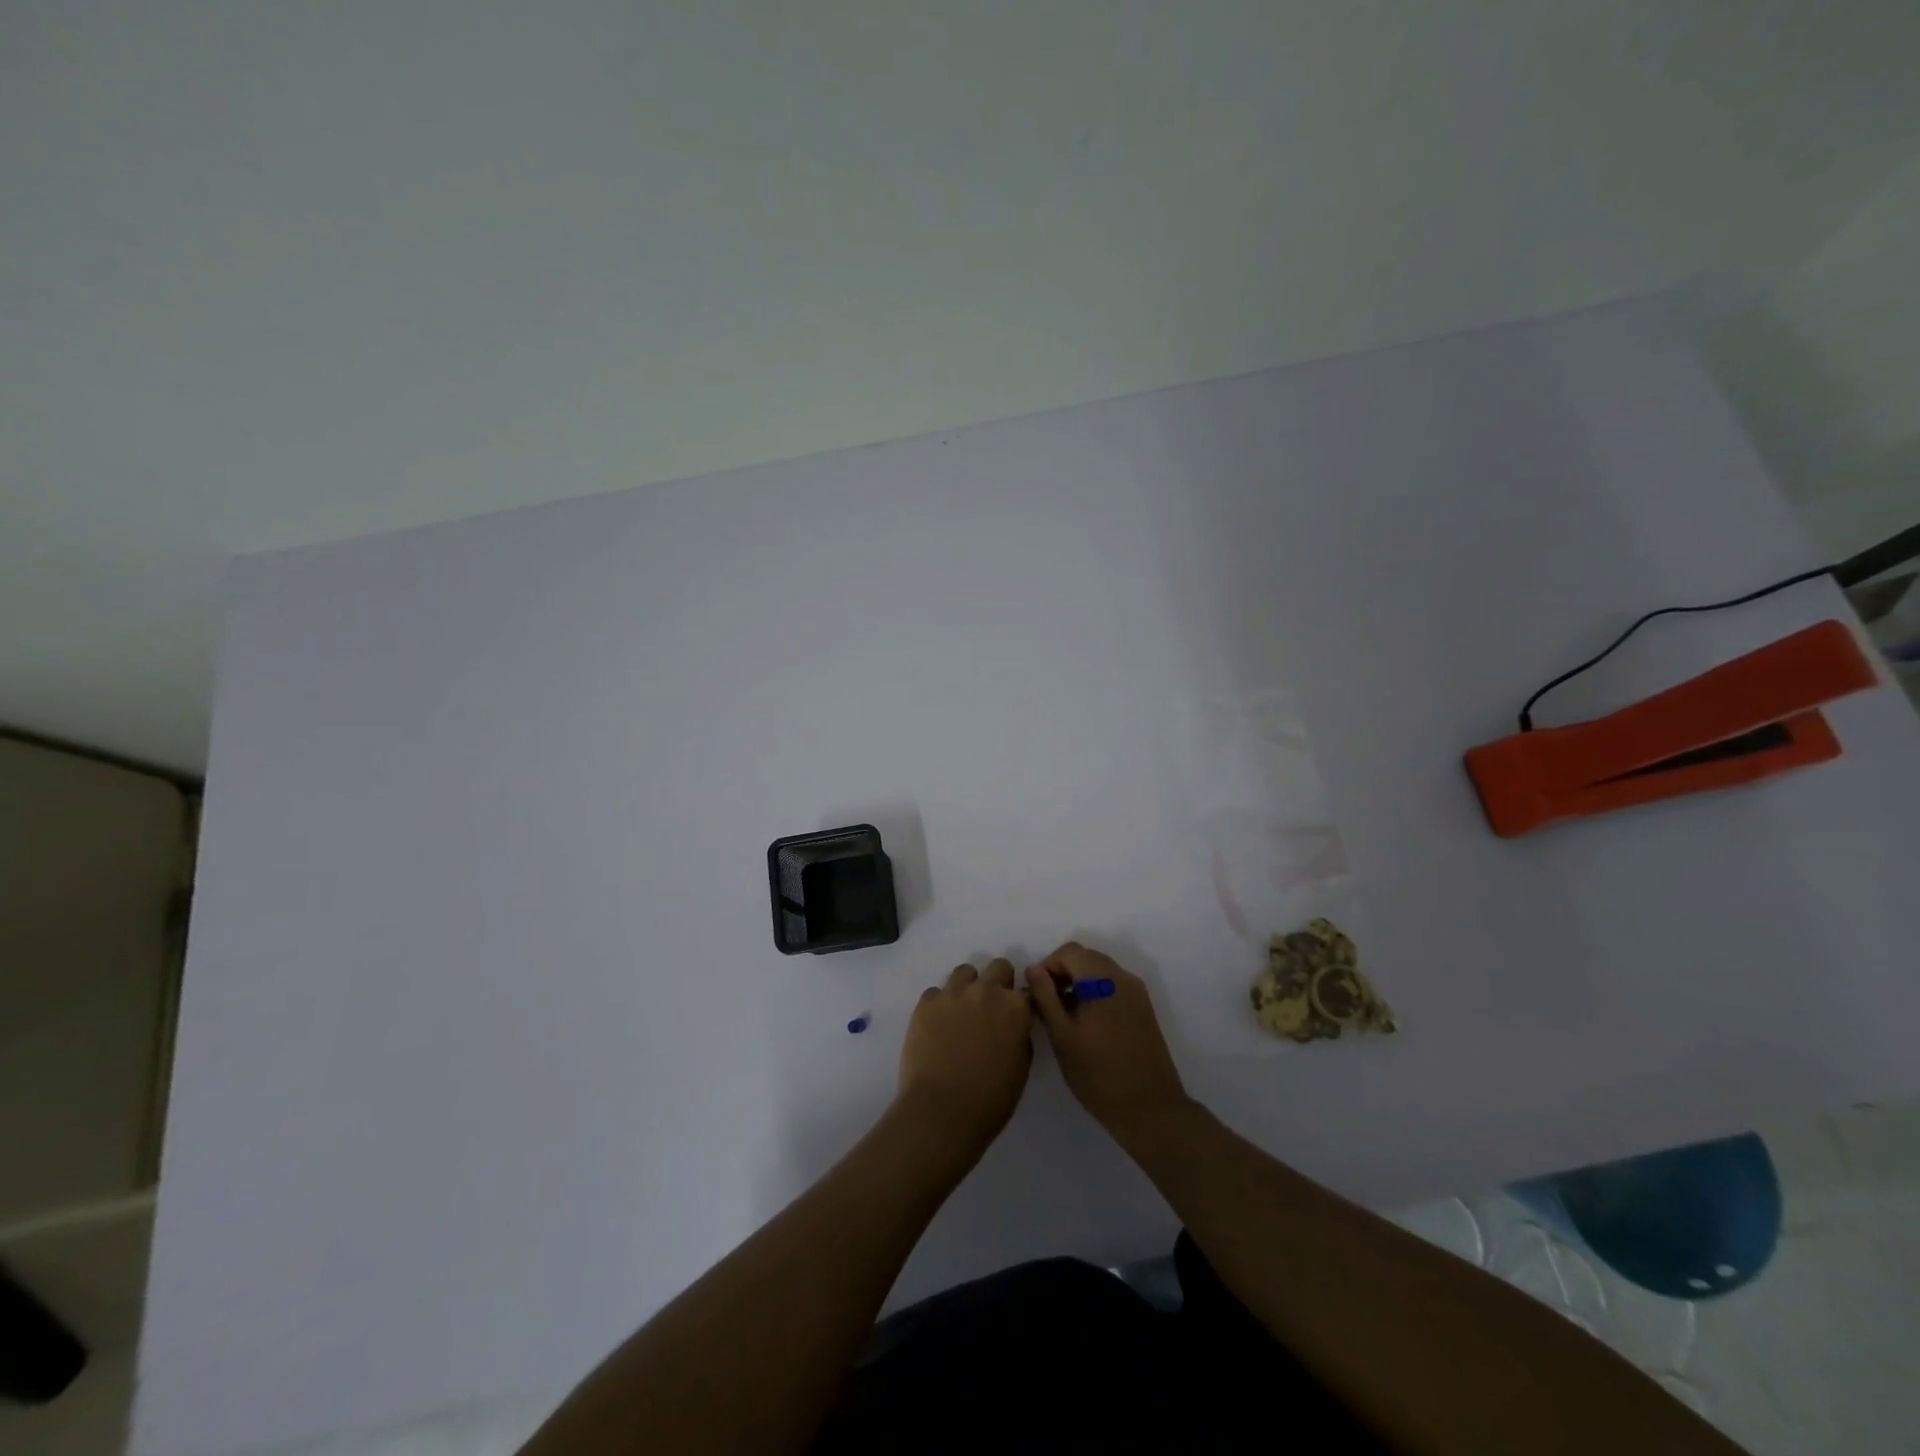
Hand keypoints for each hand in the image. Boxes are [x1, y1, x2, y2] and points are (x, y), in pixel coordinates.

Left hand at [897, 959, 1033, 1156]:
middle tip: (990, 1009)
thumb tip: (1013, 1025)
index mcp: (1015, 1007)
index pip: (1027, 990)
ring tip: (961, 1014)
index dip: (1022, 1004)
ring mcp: (953, 993)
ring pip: (965, 972)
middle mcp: (986, 990)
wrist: (940, 1113)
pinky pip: (936, 992)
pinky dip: (939, 1005)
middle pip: (998, 967)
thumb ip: (1020, 1035)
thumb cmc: (990, 1100)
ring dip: (968, 988)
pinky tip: (937, 1027)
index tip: (1016, 1016)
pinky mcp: (926, 1003)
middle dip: (998, 983)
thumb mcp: (1021, 1068)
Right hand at [1027, 943, 1189, 1138]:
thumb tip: (1033, 969)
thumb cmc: (1099, 1075)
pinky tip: (1087, 1024)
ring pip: (1099, 972)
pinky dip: (1095, 993)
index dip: (1047, 967)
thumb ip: (1045, 997)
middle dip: (1062, 974)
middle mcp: (1123, 977)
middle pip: (1086, 958)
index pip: (1069, 951)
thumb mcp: (1062, 1037)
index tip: (1037, 996)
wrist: (1150, 1110)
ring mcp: (1137, 992)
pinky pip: (1113, 987)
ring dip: (1078, 984)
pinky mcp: (1143, 1008)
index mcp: (1103, 980)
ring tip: (1065, 1017)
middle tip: (1048, 1006)